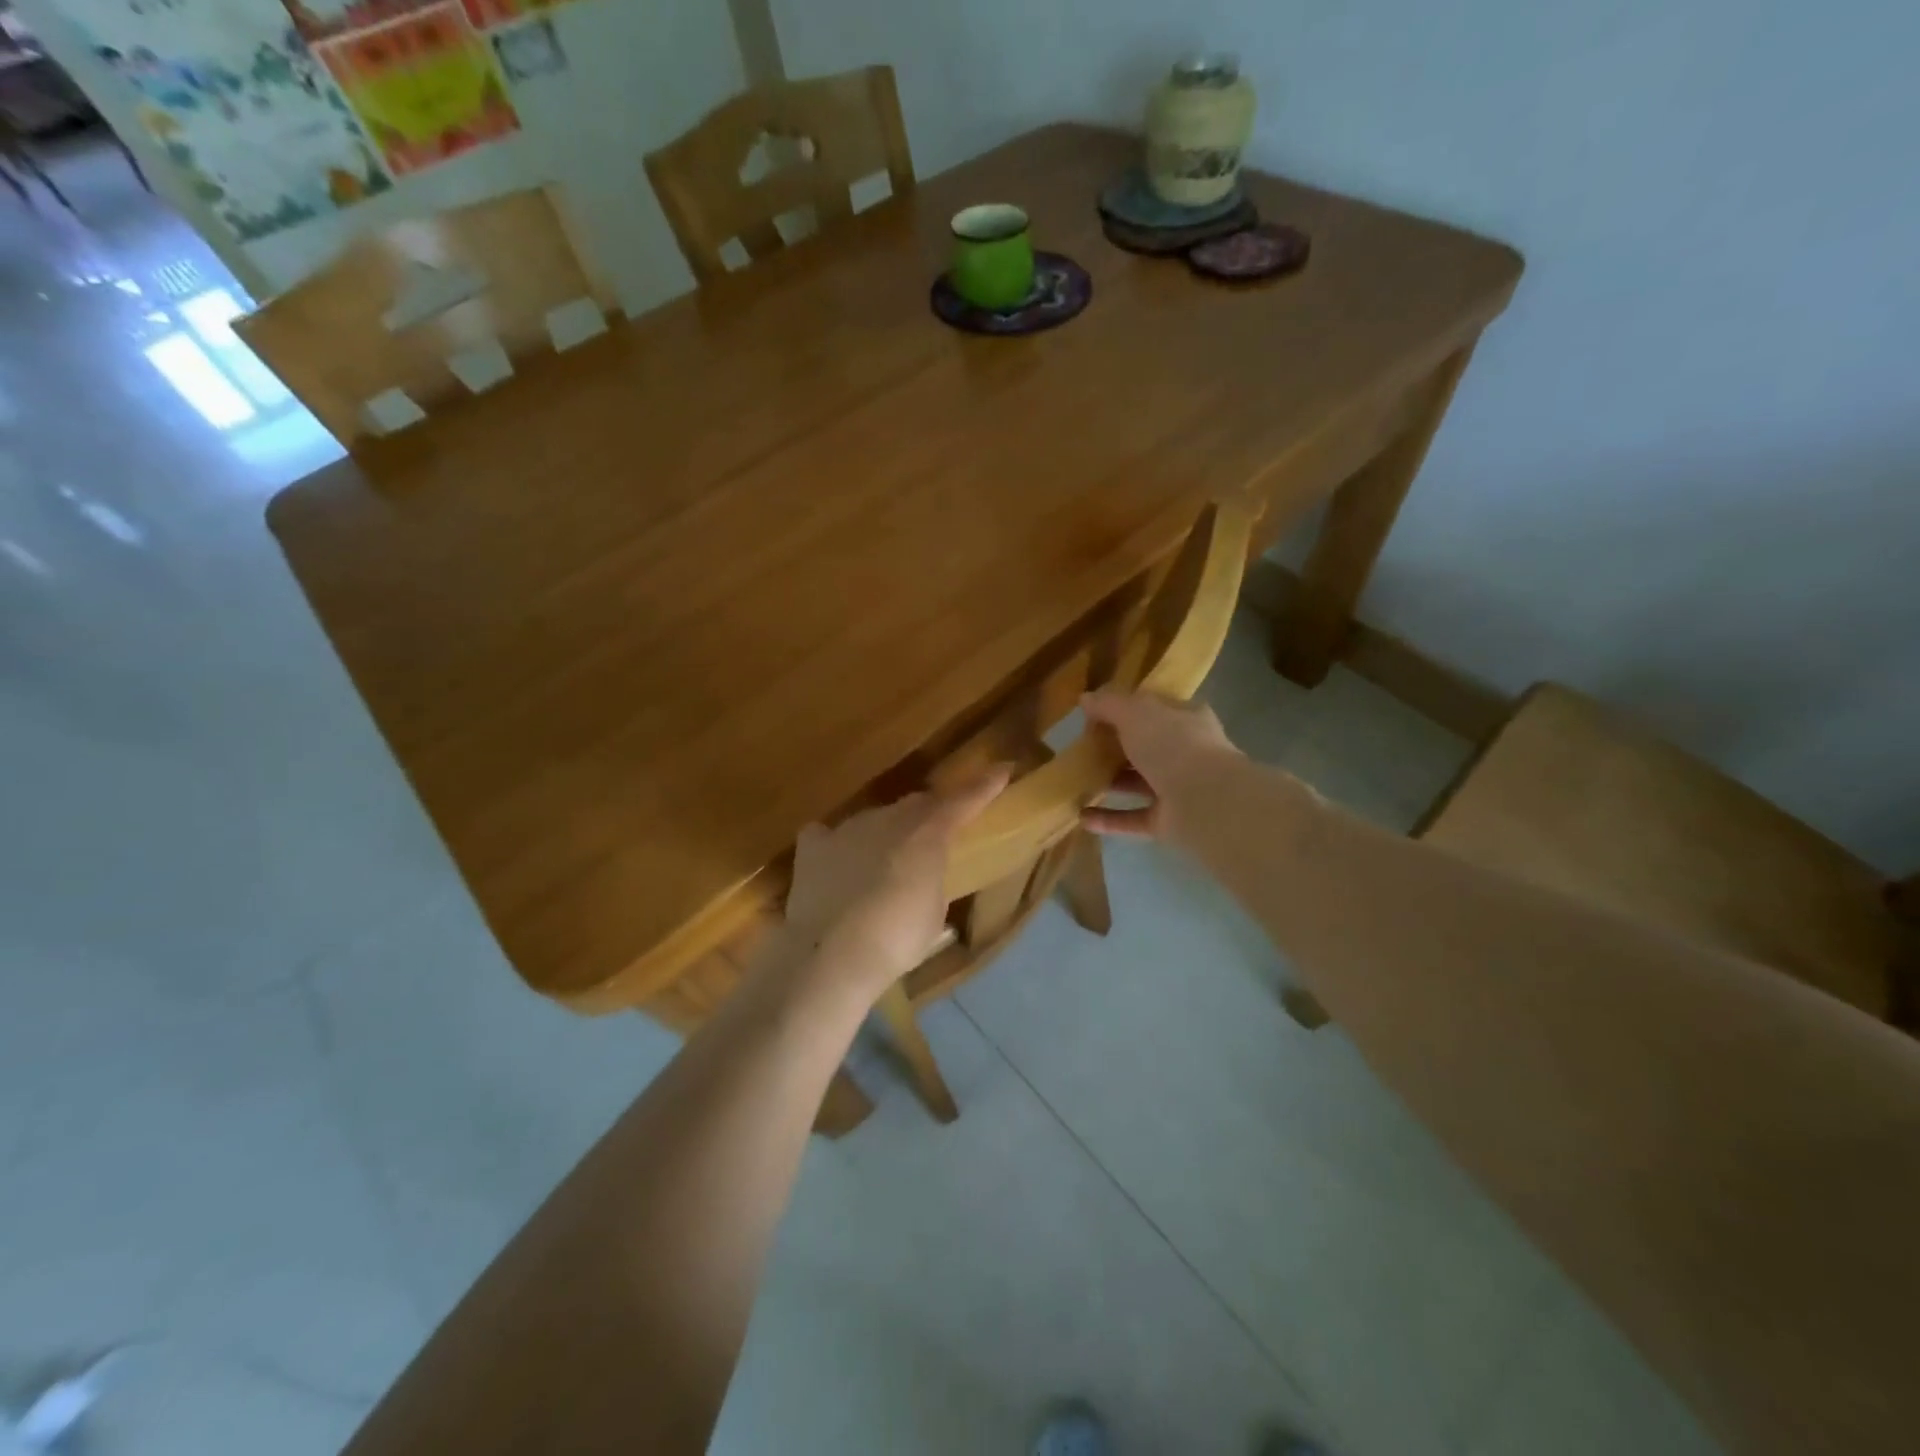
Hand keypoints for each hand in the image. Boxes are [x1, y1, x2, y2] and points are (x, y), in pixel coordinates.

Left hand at [782, 767, 1009, 1002]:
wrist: (832, 953)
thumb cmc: (898, 937)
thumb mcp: (933, 912)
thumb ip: (932, 880)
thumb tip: (923, 877)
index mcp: (928, 833)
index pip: (964, 800)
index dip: (984, 785)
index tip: (1003, 769)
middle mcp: (889, 818)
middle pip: (916, 805)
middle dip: (929, 814)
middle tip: (934, 834)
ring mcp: (848, 828)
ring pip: (874, 819)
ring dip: (884, 835)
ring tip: (883, 865)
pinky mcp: (814, 846)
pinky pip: (828, 835)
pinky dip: (838, 846)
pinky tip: (837, 864)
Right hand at [1080, 690, 1243, 842]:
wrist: (1205, 801)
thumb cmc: (1172, 745)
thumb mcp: (1135, 712)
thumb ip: (1109, 704)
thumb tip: (1085, 698)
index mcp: (1186, 719)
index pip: (1154, 709)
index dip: (1125, 709)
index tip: (1094, 715)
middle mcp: (1185, 752)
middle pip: (1144, 747)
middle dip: (1114, 748)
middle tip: (1080, 748)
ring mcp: (1178, 789)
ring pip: (1138, 783)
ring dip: (1110, 782)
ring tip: (1076, 781)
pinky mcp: (1168, 820)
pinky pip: (1133, 817)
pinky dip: (1108, 818)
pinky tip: (1082, 816)